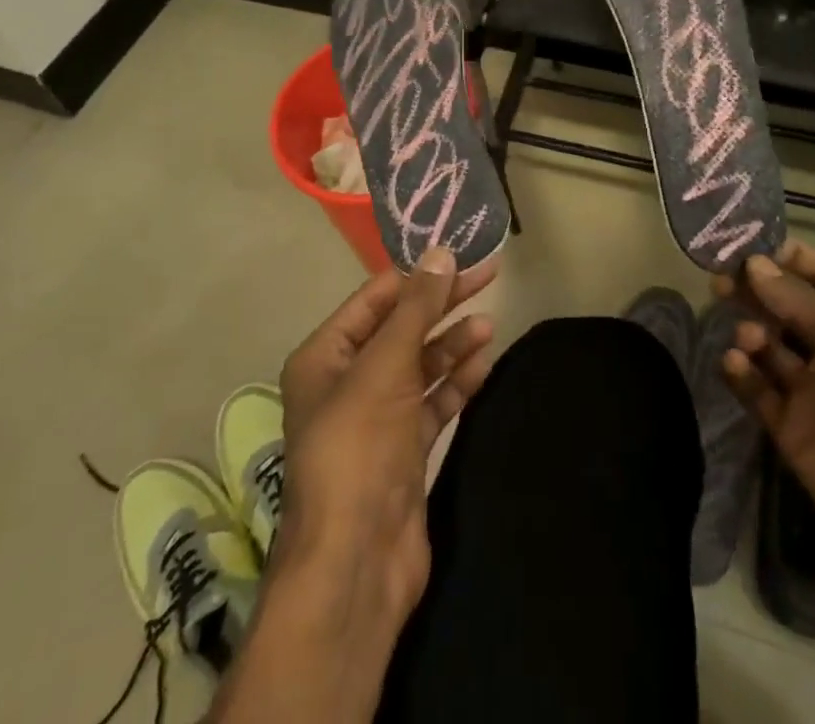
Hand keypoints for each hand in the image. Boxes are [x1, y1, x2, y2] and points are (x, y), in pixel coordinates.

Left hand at [276, 248, 497, 626]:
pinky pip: (433, 401)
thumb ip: (415, 309)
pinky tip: (483, 364)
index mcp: (325, 356)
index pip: (376, 298)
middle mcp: (347, 381)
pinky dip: (456, 382)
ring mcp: (376, 418)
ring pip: (420, 364)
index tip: (459, 253)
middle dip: (443, 304)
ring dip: (453, 343)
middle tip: (489, 276)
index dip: (418, 274)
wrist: (356, 563)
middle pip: (402, 328)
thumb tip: (440, 253)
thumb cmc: (358, 448)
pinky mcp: (403, 449)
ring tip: (489, 325)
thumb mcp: (385, 367)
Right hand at [715, 241, 814, 546]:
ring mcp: (811, 389)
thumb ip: (800, 300)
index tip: (752, 245)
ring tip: (748, 337)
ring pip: (767, 344)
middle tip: (722, 279)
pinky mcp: (788, 426)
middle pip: (787, 306)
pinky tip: (737, 364)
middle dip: (756, 289)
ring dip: (751, 331)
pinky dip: (741, 372)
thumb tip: (754, 264)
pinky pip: (756, 388)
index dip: (791, 258)